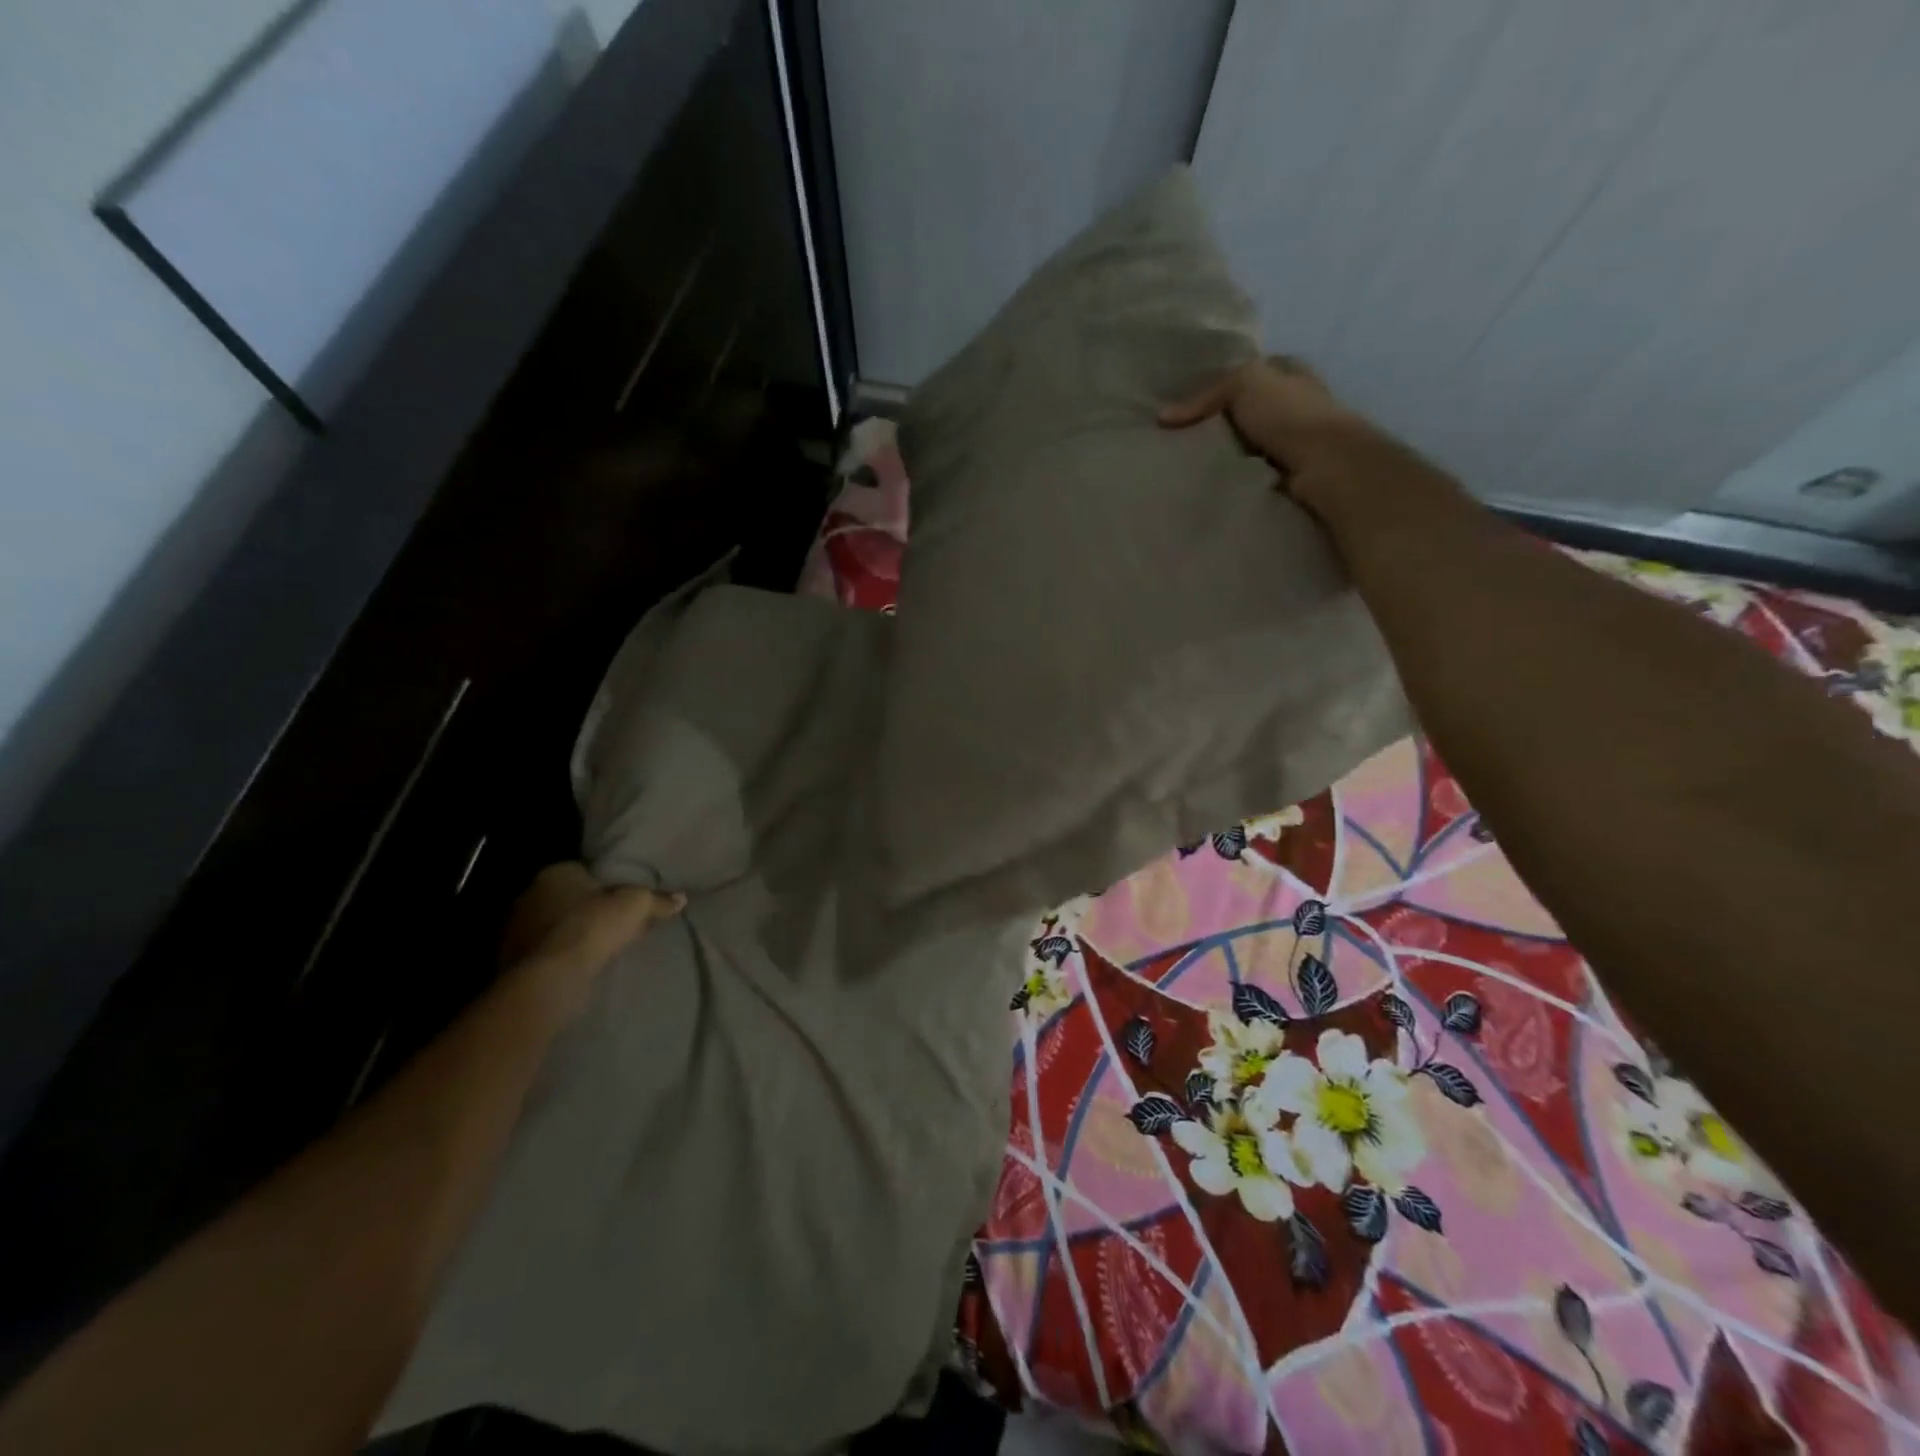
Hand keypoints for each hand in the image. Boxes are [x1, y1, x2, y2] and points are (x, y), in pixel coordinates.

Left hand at [500, 862, 683, 979]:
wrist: (551, 977)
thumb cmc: (594, 927)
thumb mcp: (637, 906)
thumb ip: (658, 900)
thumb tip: (682, 898)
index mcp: (557, 872)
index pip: (583, 871)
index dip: (604, 885)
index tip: (621, 900)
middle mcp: (530, 894)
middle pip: (566, 896)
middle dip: (585, 907)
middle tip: (611, 923)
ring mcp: (516, 927)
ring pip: (552, 924)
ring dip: (569, 932)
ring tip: (596, 947)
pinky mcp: (509, 957)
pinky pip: (542, 949)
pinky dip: (557, 954)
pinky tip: (577, 964)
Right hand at [1159, 356, 1359, 472]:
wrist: (1322, 464)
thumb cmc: (1288, 413)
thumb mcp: (1242, 384)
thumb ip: (1204, 397)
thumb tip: (1162, 418)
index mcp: (1293, 372)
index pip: (1255, 371)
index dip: (1224, 383)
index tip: (1191, 404)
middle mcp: (1298, 402)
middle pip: (1251, 409)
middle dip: (1224, 422)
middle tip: (1185, 436)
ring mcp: (1296, 440)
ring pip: (1251, 442)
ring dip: (1229, 452)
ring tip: (1193, 463)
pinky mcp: (1291, 472)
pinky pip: (1254, 469)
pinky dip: (1238, 474)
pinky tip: (1214, 480)